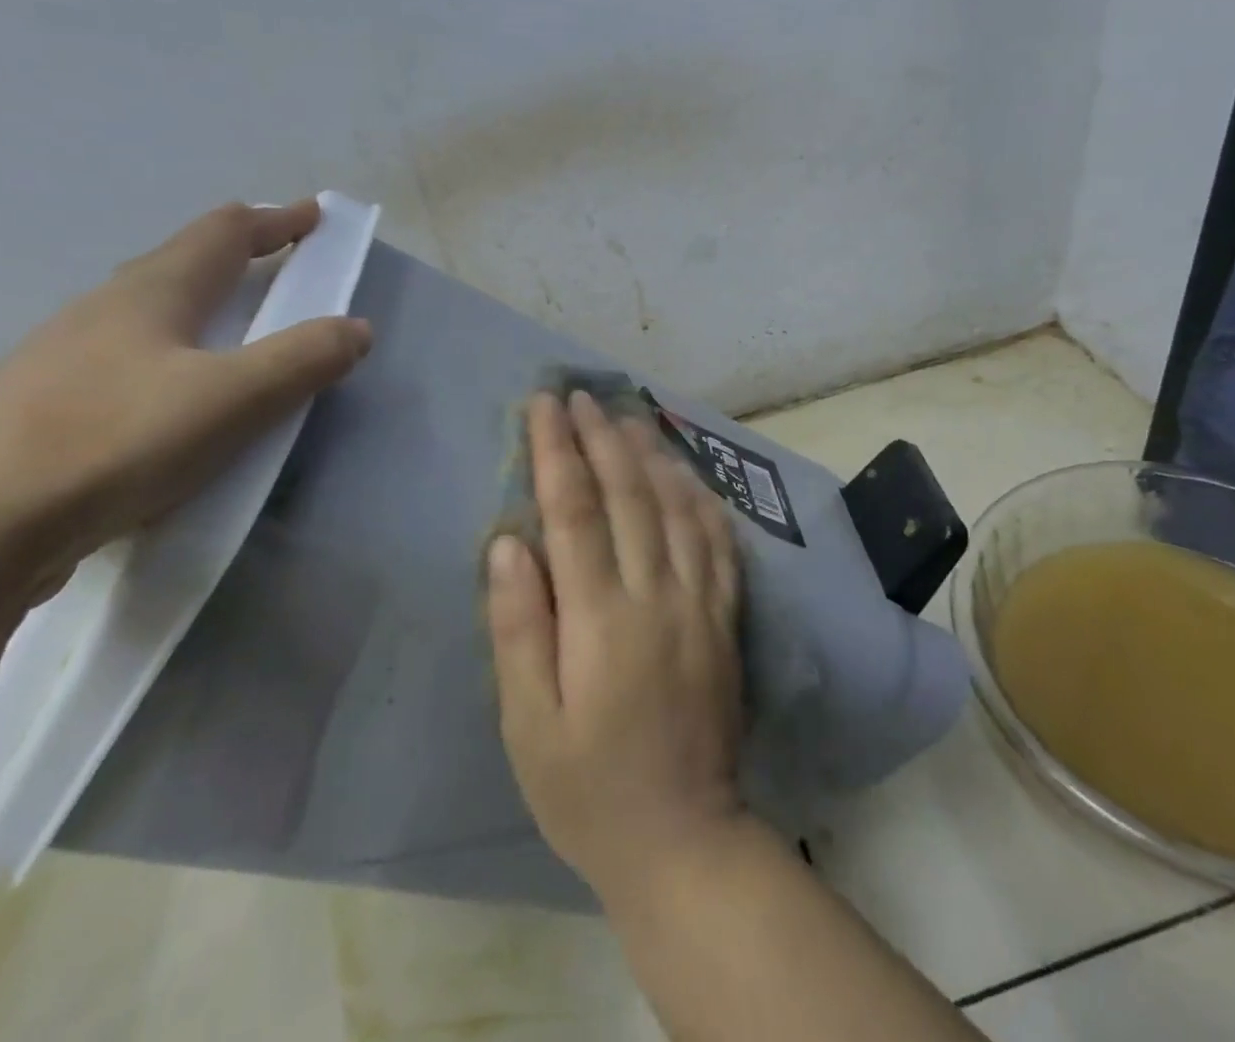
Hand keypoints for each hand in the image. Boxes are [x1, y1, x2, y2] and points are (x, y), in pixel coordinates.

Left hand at [0, 200, 371, 602]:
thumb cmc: (119, 439)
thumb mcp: (235, 397)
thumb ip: (304, 358)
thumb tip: (357, 328)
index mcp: (154, 291)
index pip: (224, 232)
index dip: (275, 220)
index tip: (313, 215)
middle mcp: (108, 308)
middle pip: (182, 260)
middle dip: (238, 252)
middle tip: (278, 260)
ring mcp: (69, 355)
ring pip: (151, 307)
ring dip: (202, 299)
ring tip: (233, 322)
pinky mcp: (50, 403)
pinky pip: (131, 354)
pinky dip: (173, 347)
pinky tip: (175, 388)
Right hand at [486, 390, 746, 901]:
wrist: (684, 840)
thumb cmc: (587, 789)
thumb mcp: (528, 724)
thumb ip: (519, 627)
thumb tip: (509, 544)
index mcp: (601, 620)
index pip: (575, 512)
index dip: (557, 452)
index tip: (543, 405)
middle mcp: (656, 596)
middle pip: (629, 495)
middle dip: (600, 437)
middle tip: (580, 395)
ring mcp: (700, 602)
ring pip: (677, 506)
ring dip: (650, 453)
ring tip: (627, 414)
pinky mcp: (725, 617)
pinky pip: (717, 540)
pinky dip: (699, 496)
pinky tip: (686, 472)